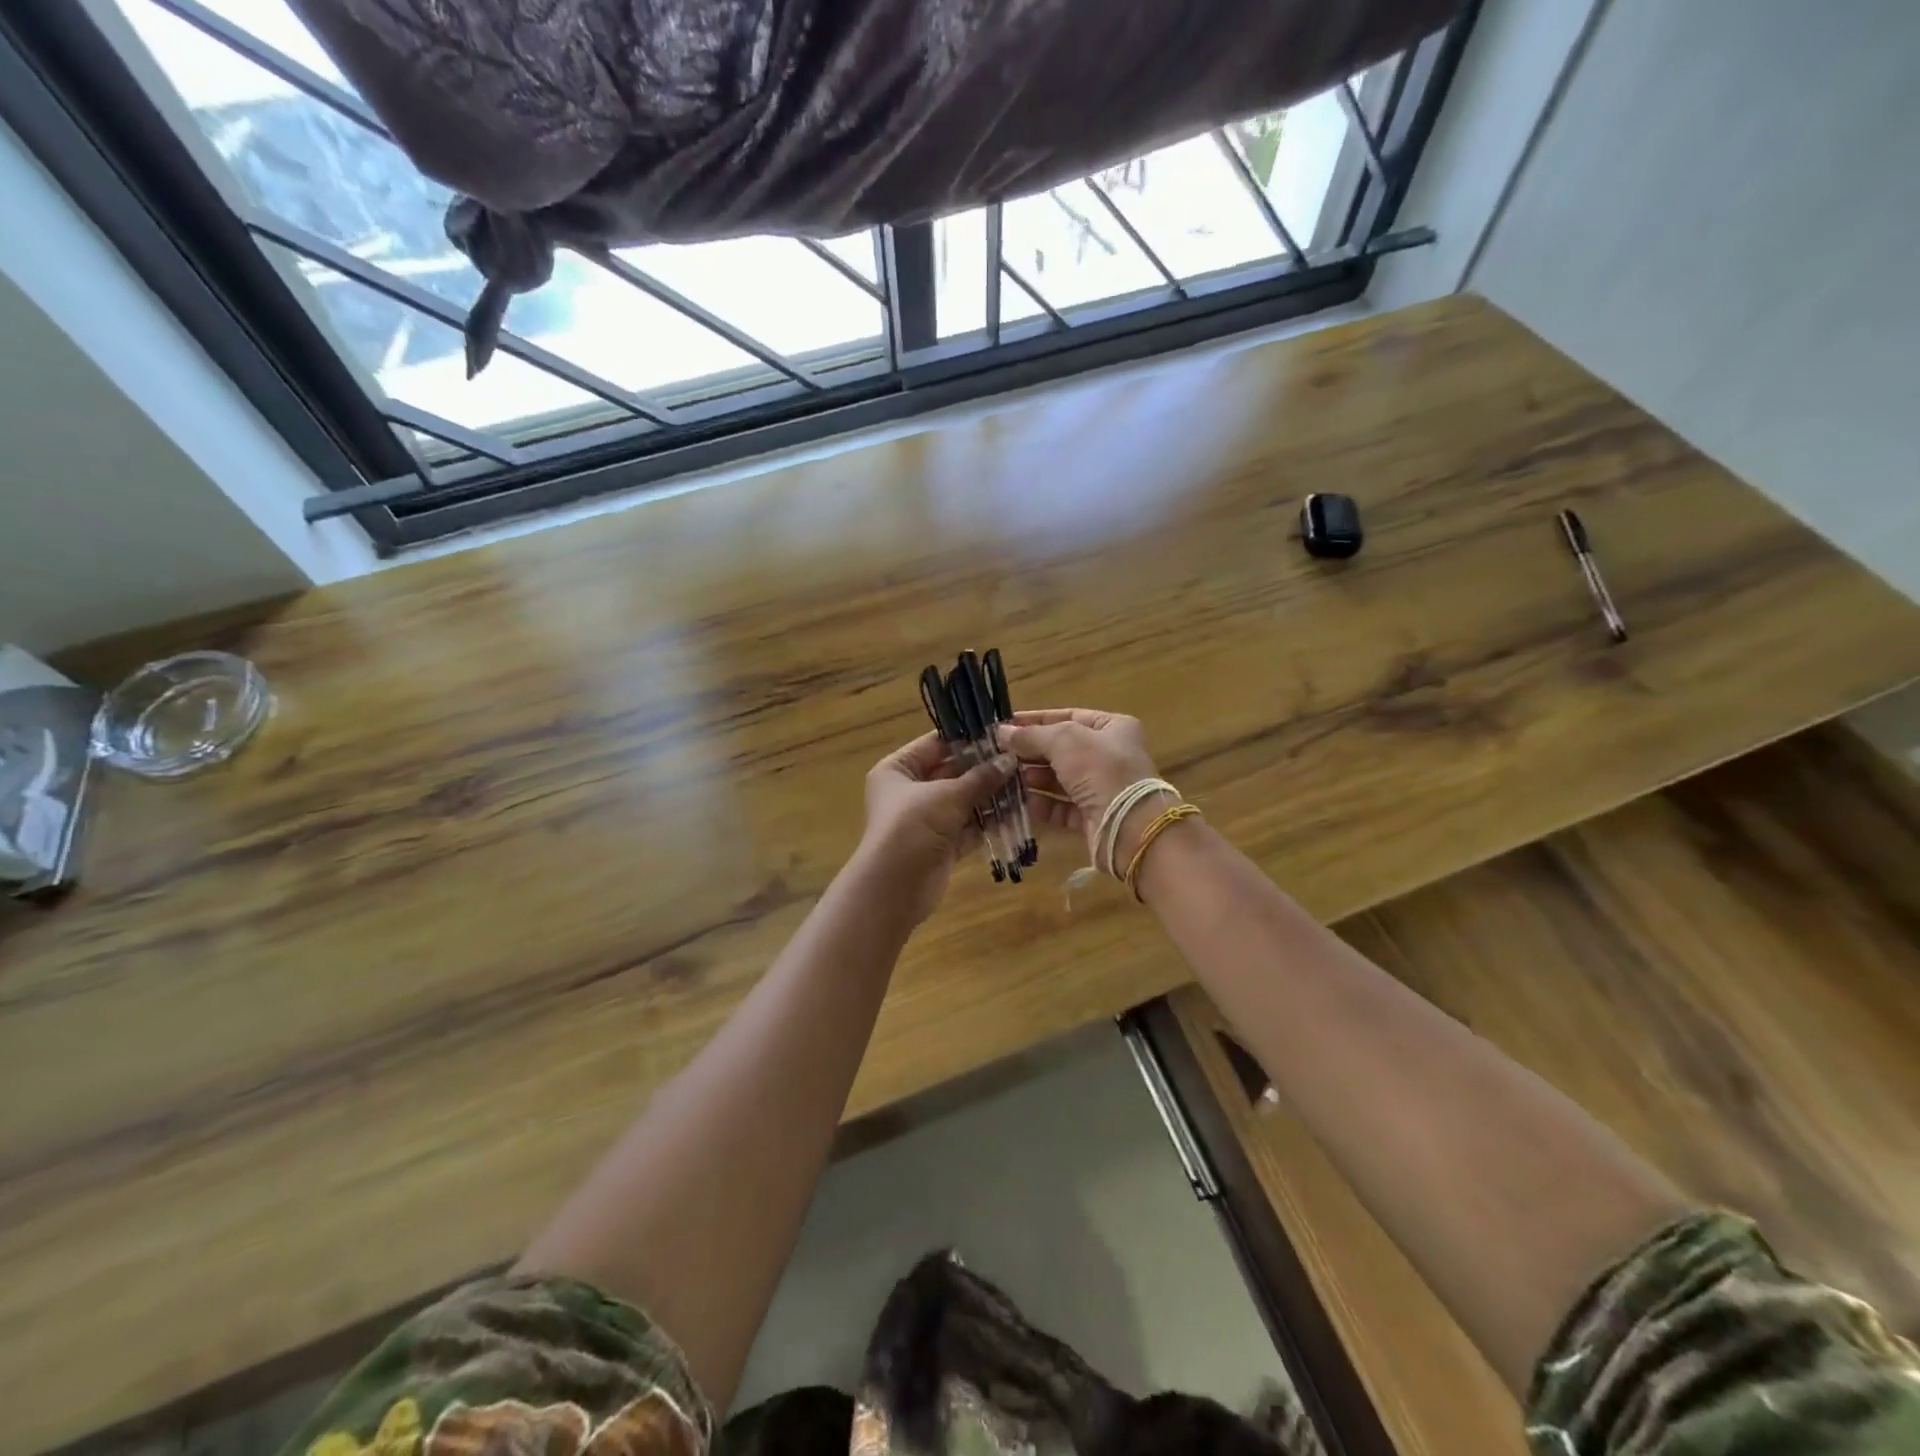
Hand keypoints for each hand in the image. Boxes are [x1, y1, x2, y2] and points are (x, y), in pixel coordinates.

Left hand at [860, 732, 1016, 922]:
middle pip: (951, 773)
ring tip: (1025, 784)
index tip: (1001, 735)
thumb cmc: (913, 827)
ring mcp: (926, 820)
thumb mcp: (948, 796)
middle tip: (1020, 760)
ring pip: (963, 801)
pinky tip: (1017, 812)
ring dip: (990, 796)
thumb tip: (1011, 759)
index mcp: (898, 769)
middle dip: (984, 770)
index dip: (967, 739)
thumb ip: (981, 777)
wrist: (894, 888)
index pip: (935, 745)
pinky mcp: (941, 845)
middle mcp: (909, 791)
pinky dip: (988, 821)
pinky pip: (968, 827)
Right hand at [999, 709, 1162, 866]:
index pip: (1069, 717)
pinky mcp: (1093, 817)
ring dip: (1033, 778)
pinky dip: (1042, 805)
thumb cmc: (1101, 770)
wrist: (1129, 826)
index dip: (1036, 721)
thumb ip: (1031, 735)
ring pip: (1060, 780)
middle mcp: (1110, 756)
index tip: (1006, 727)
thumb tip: (1002, 732)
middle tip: (999, 754)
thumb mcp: (1064, 741)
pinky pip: (1062, 807)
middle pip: (1062, 750)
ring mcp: (1103, 788)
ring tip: (1004, 777)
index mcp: (1113, 728)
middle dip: (1031, 752)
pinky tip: (1019, 802)